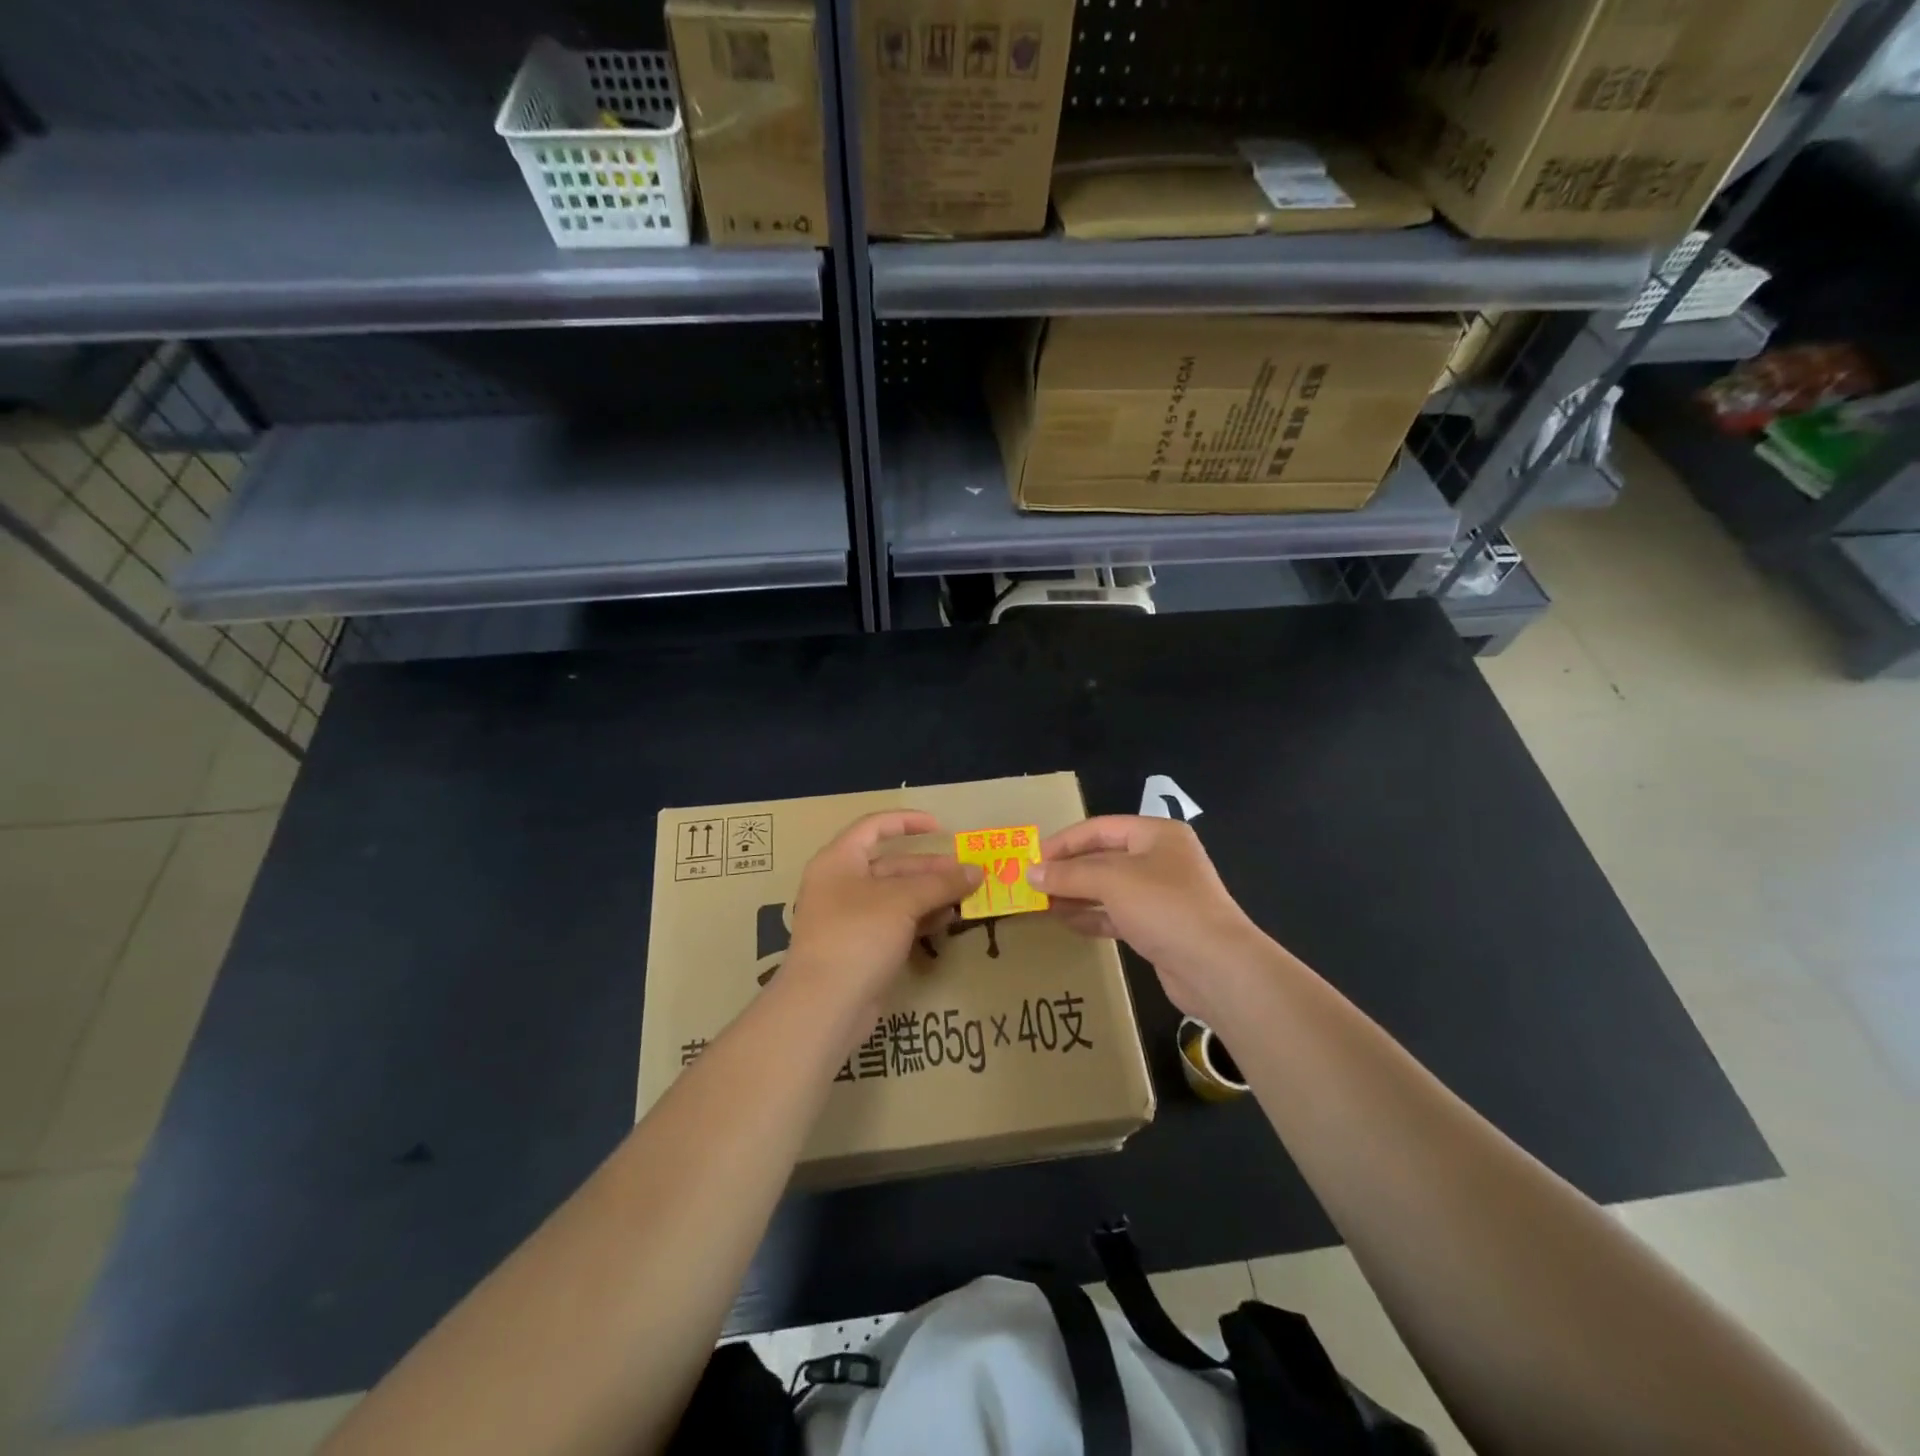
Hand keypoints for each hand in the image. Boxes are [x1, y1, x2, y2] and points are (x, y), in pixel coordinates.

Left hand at [784, 811, 981, 1036]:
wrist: (825, 1005)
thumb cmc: (858, 935)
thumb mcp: (902, 901)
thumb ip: (941, 883)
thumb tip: (977, 871)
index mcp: (839, 860)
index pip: (874, 826)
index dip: (908, 821)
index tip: (942, 829)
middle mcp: (841, 884)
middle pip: (891, 864)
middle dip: (930, 868)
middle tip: (968, 873)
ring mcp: (849, 918)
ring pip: (896, 896)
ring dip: (930, 894)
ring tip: (966, 897)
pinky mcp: (860, 948)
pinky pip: (894, 922)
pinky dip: (920, 918)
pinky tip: (947, 921)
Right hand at [1030, 816, 1268, 1020]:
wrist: (1217, 968)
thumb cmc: (1165, 907)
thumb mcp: (1112, 881)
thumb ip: (1069, 875)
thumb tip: (1031, 873)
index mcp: (1156, 834)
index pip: (1100, 828)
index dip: (1064, 841)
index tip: (1032, 858)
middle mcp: (1161, 859)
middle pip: (1104, 858)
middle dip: (1068, 870)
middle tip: (1032, 884)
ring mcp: (1161, 895)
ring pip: (1109, 888)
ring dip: (1076, 894)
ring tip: (1042, 904)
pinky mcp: (1159, 927)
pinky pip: (1117, 914)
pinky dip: (1092, 916)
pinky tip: (1066, 922)